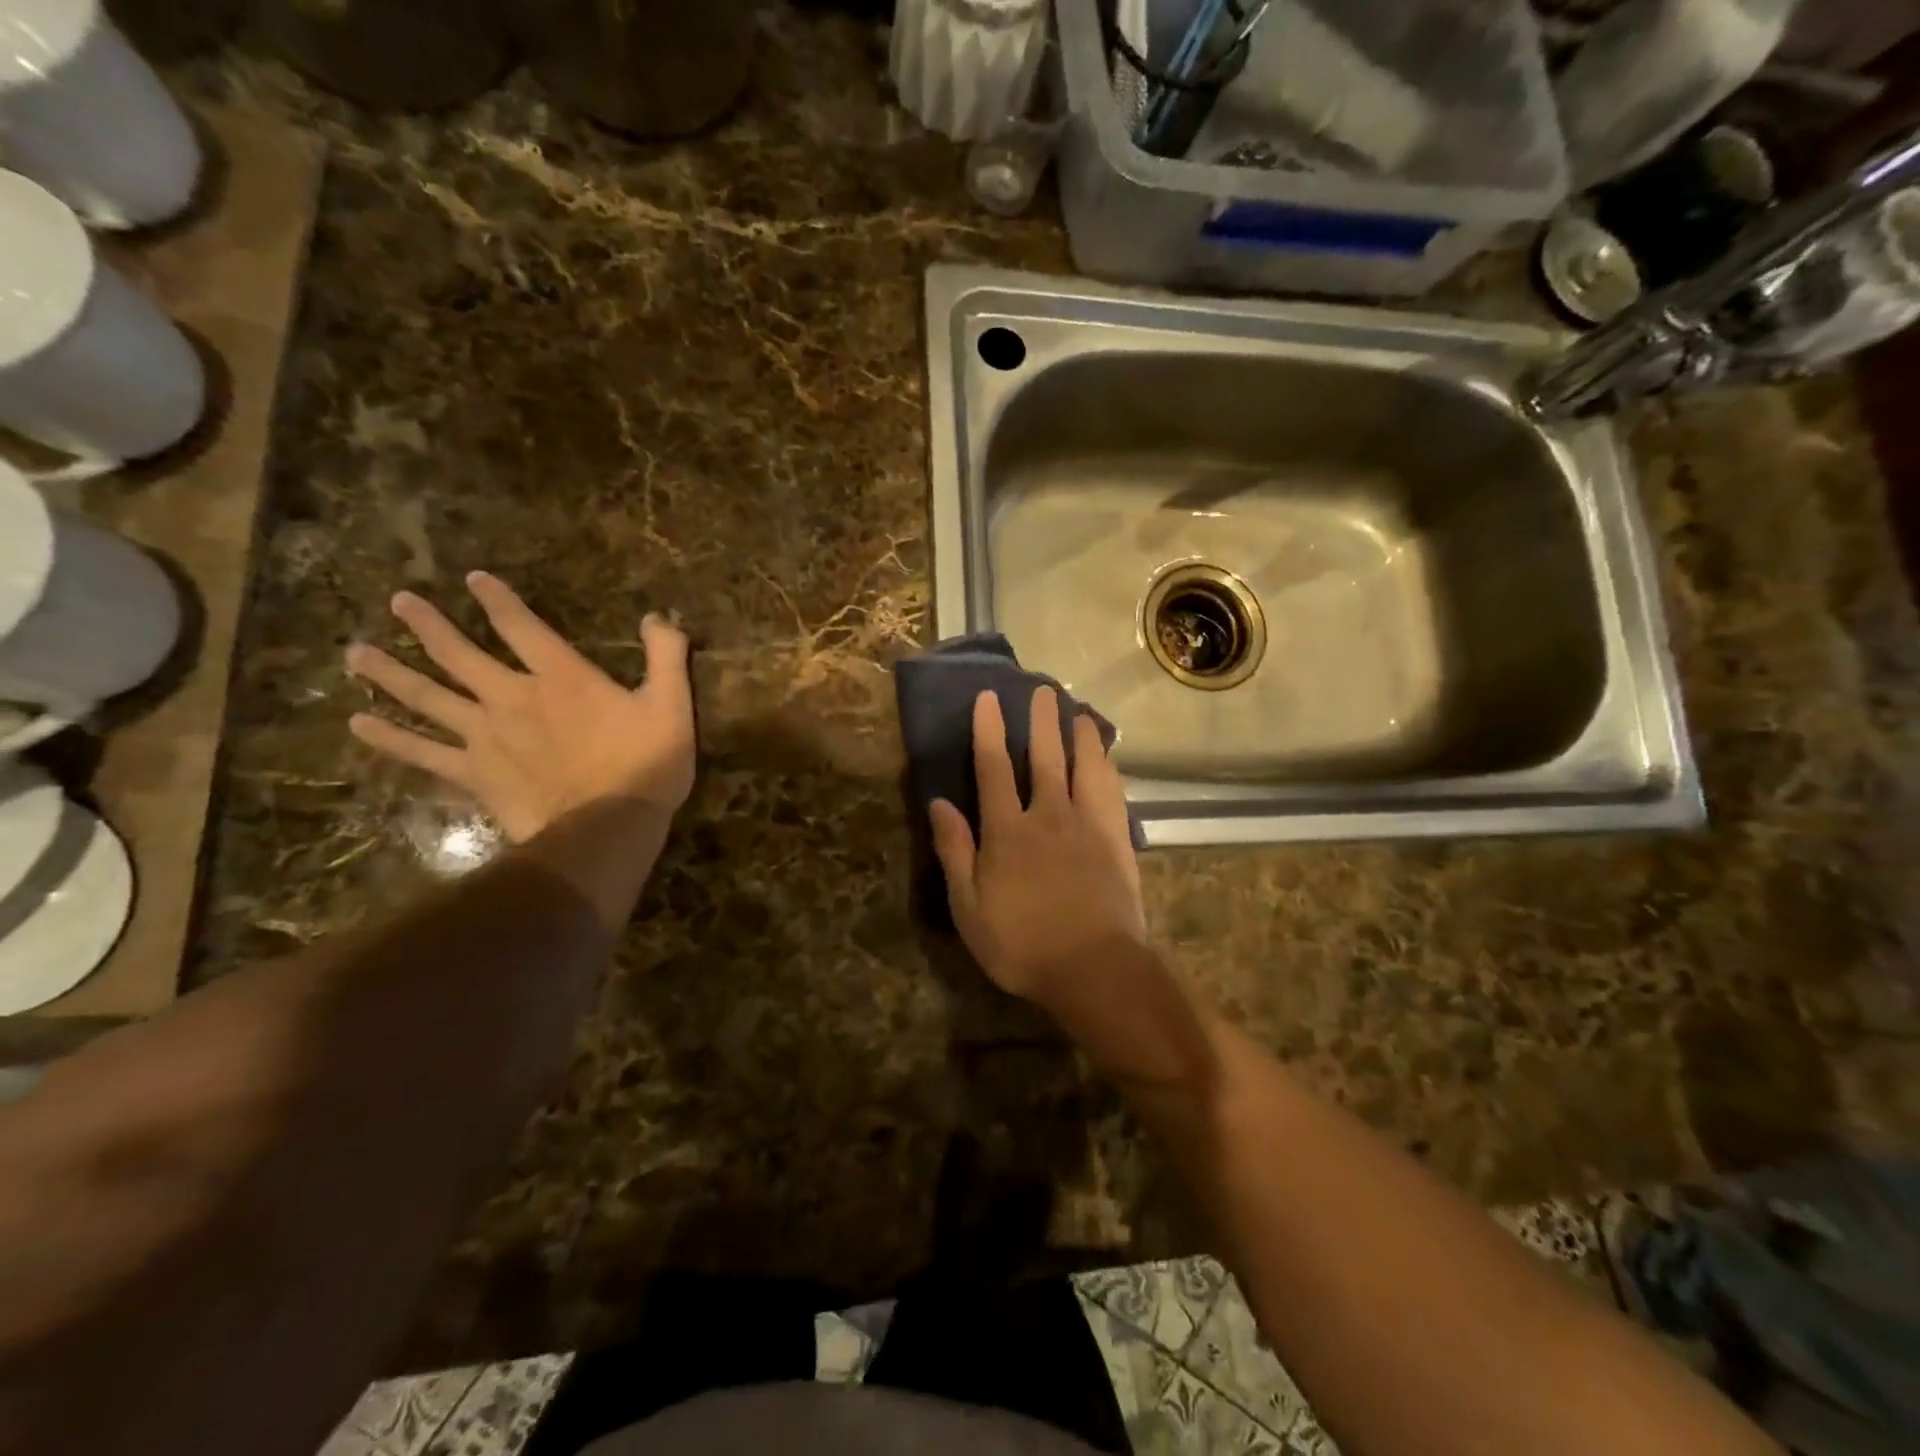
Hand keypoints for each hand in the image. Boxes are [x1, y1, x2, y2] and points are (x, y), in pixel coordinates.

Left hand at [345, 572, 693, 842]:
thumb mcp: (672, 705)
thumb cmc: (646, 765)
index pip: (521, 626)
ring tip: (356, 653)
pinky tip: (359, 723)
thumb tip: (656, 617)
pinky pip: (423, 752)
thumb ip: (666, 656)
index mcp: (561, 677)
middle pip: (459, 654)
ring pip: (428, 696)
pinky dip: (390, 738)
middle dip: (429, 625)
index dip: (497, 600)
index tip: (473, 579)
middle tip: (399, 602)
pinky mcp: (474, 773)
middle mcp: (512, 696)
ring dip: (391, 672)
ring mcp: (486, 736)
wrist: (608, 827)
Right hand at [928, 687, 1146, 1002]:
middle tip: (1045, 690)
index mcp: (1007, 830)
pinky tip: (1108, 759)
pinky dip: (1108, 768)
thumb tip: (938, 803)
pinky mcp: (1117, 840)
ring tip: (1080, 713)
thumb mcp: (969, 907)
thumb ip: (955, 851)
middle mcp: (1048, 815)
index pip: (993, 768)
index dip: (989, 730)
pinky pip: (1113, 792)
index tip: (990, 698)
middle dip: (1041, 721)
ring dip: (1081, 736)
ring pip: (1085, 767)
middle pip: (1044, 757)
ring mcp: (1088, 825)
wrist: (1093, 968)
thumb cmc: (1021, 944)